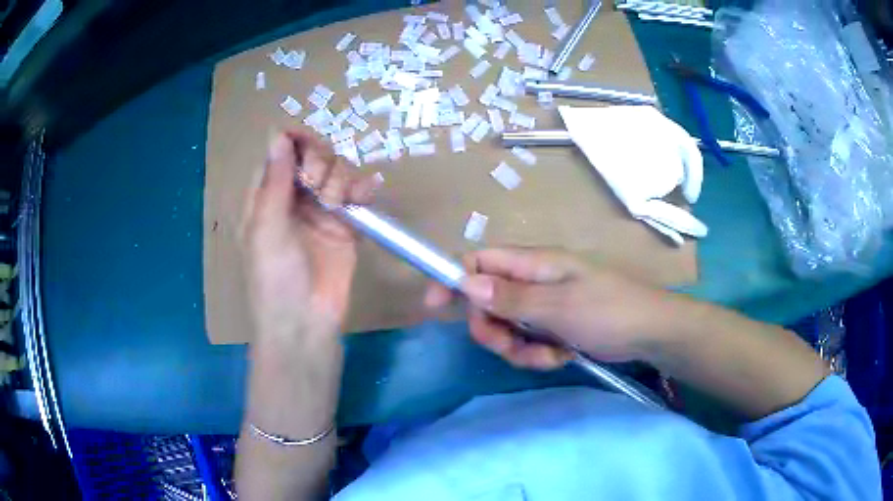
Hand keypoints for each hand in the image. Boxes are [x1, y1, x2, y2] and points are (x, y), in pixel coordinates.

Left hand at [241, 130, 378, 339]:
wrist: (305, 323)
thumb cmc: (275, 278)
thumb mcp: (267, 228)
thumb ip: (275, 181)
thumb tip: (278, 134)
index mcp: (266, 199)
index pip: (279, 156)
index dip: (293, 143)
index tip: (308, 142)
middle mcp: (293, 200)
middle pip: (311, 158)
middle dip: (319, 162)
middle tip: (319, 185)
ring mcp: (321, 212)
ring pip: (336, 173)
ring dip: (341, 178)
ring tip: (339, 203)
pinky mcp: (346, 226)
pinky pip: (358, 196)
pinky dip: (364, 189)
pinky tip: (368, 193)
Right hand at [425, 248, 681, 369]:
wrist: (649, 331)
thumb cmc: (608, 310)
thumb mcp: (559, 306)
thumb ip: (512, 297)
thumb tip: (466, 284)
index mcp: (533, 264)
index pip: (480, 261)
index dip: (453, 278)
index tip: (434, 305)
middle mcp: (533, 282)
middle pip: (486, 302)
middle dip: (493, 329)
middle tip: (511, 346)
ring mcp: (542, 306)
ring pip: (506, 327)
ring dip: (519, 348)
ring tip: (548, 355)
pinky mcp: (552, 326)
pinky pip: (527, 341)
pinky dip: (537, 354)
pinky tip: (560, 356)